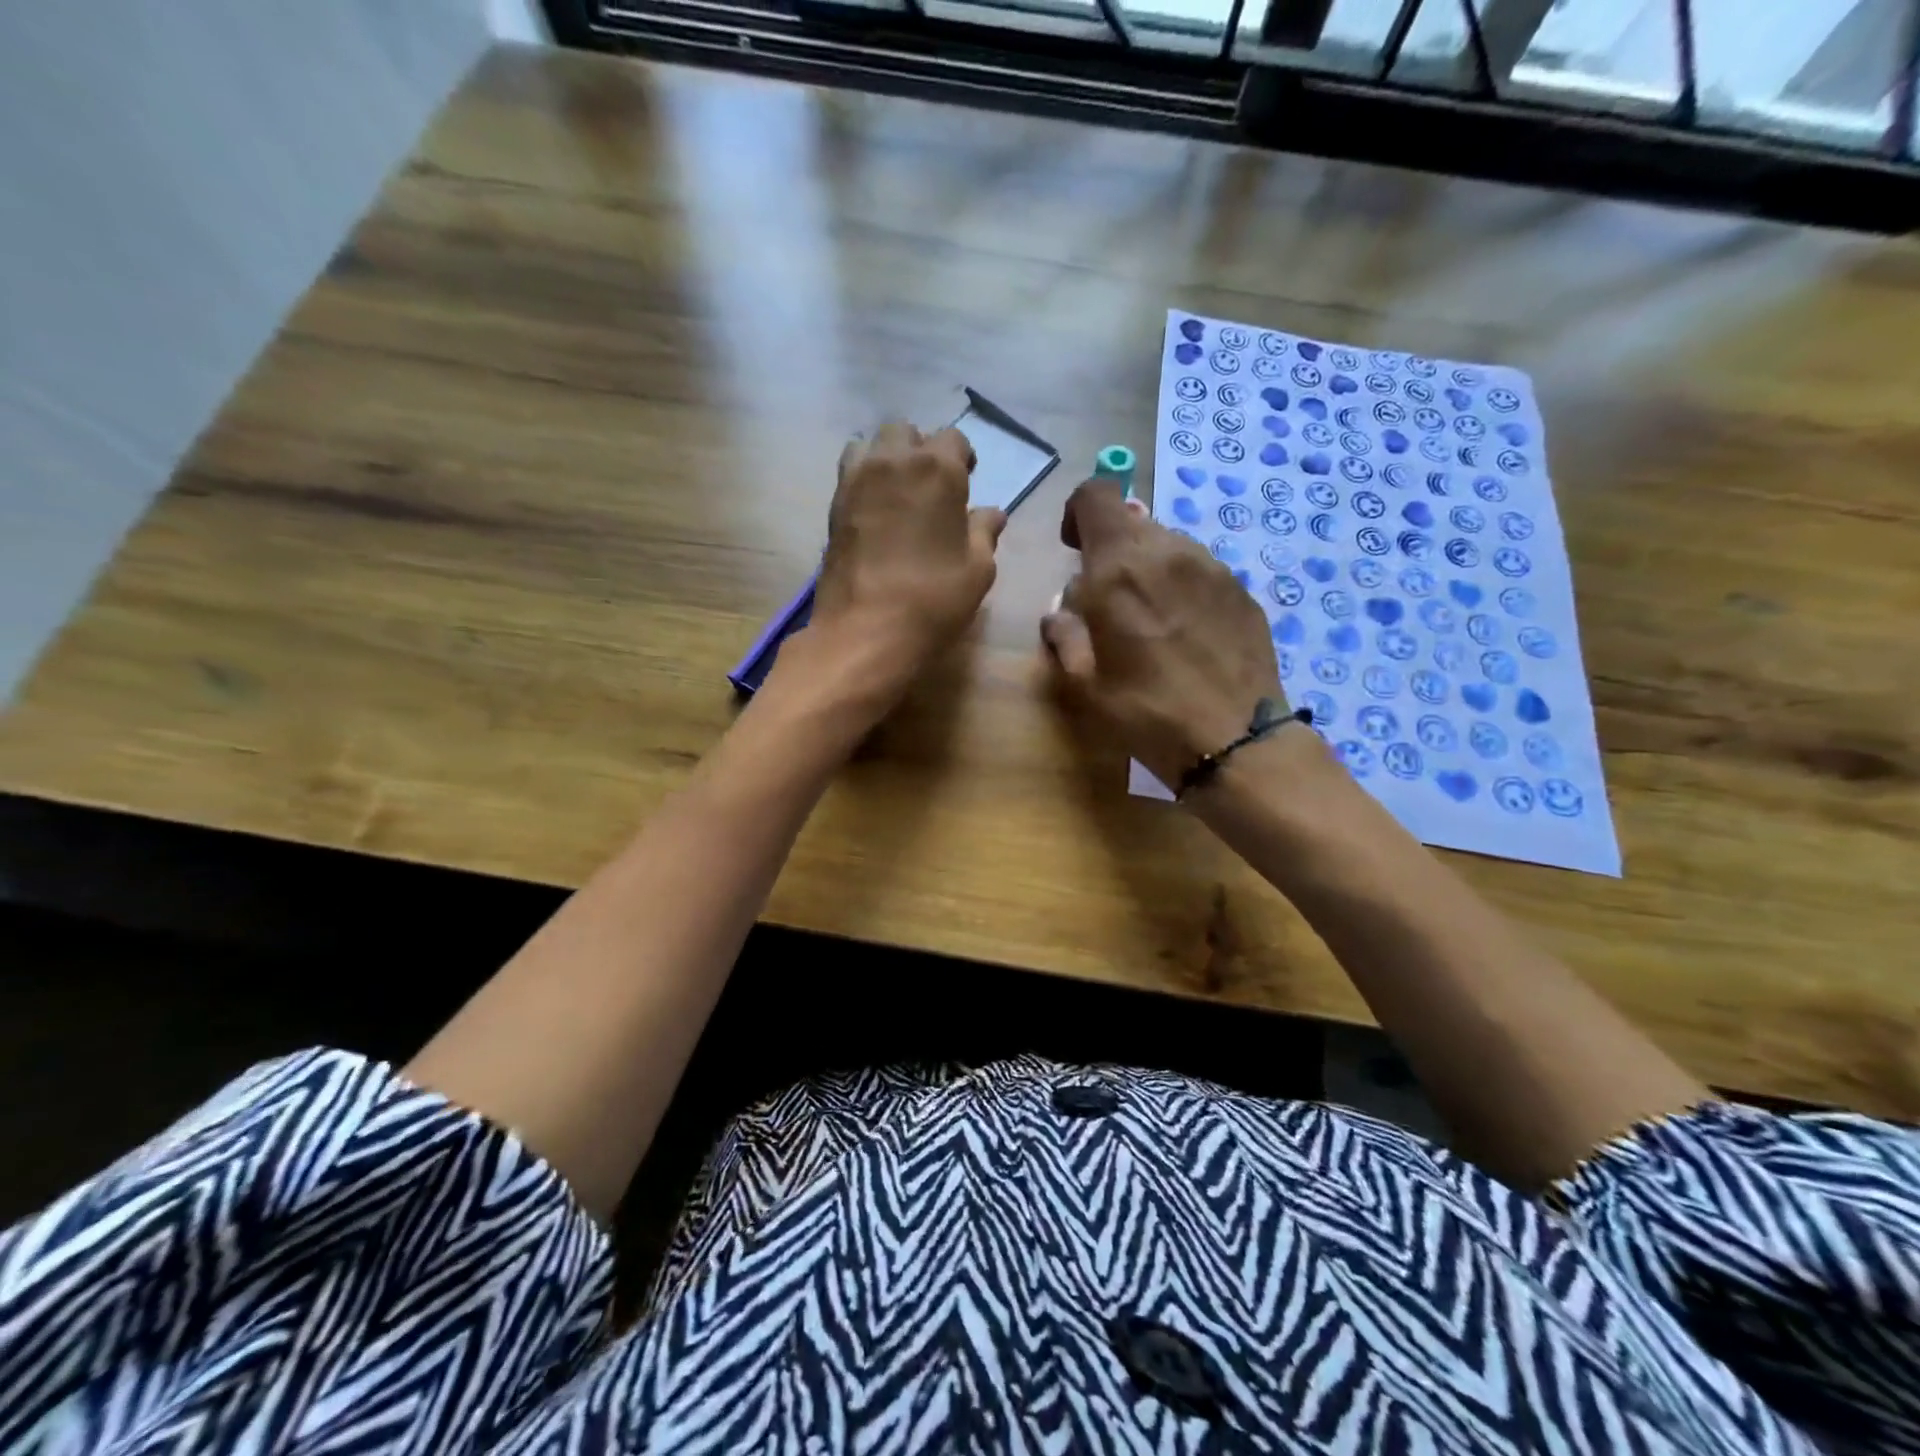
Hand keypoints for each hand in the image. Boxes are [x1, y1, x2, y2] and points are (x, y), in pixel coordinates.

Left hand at [804, 421, 1005, 701]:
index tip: (966, 482)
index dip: (962, 459)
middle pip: (905, 432)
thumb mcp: (977, 569)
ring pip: (869, 445)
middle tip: (930, 487)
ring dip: (886, 459)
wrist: (865, 630)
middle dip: (920, 450)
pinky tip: (876, 514)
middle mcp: (893, 461)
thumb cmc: (933, 598)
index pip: (953, 439)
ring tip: (898, 494)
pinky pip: (850, 474)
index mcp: (937, 469)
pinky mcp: (833, 506)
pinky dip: (864, 481)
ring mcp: (856, 481)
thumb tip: (991, 513)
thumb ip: (984, 533)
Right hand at [1041, 479, 1286, 786]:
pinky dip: (1181, 587)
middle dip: (1111, 552)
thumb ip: (1064, 633)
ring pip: (1166, 545)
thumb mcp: (1083, 683)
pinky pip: (1198, 570)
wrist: (1233, 738)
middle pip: (1130, 522)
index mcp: (1119, 568)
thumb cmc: (1145, 712)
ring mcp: (1211, 567)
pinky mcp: (1240, 587)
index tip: (1074, 550)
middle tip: (1110, 603)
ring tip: (1150, 621)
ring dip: (1148, 569)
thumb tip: (1062, 611)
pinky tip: (1185, 633)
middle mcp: (1167, 552)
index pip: (1095, 494)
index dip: (1077, 514)